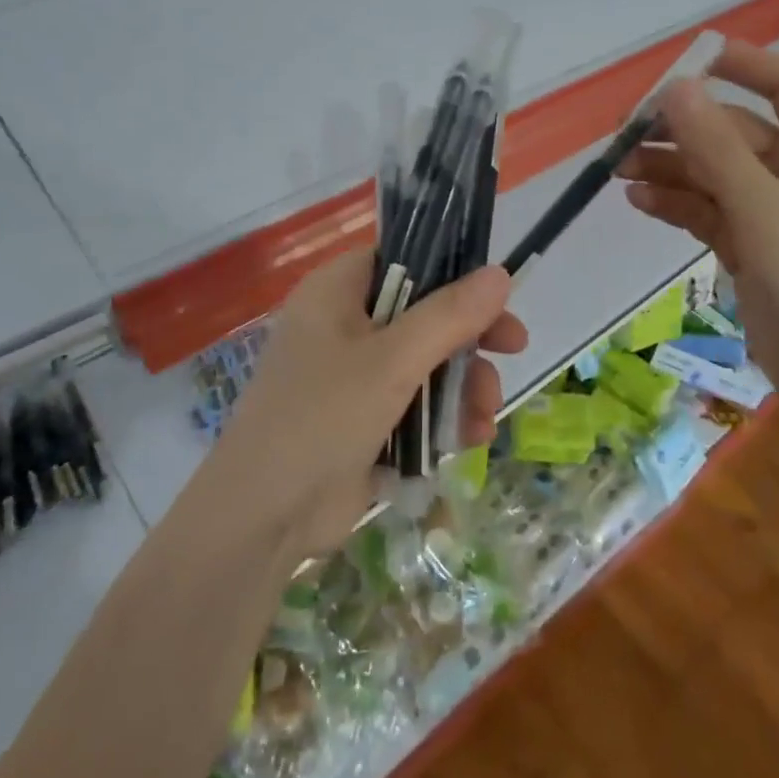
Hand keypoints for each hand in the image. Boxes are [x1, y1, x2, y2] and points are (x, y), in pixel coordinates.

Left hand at [211, 249, 525, 560]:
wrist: (263, 519)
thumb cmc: (322, 417)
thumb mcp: (392, 361)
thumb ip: (450, 316)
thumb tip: (500, 273)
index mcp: (337, 292)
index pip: (403, 259)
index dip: (452, 270)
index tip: (495, 294)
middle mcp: (343, 325)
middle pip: (423, 313)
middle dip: (469, 339)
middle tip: (514, 348)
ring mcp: (352, 375)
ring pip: (426, 362)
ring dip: (464, 386)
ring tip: (484, 418)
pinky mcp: (362, 420)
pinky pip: (414, 403)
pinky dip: (443, 417)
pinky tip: (470, 440)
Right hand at [619, 42, 778, 396]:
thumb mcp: (764, 207)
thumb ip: (715, 147)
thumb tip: (675, 89)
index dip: (745, 65)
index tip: (690, 58)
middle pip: (738, 134)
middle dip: (684, 130)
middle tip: (625, 130)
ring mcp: (777, 215)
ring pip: (716, 174)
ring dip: (671, 168)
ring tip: (617, 168)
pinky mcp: (755, 249)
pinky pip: (710, 212)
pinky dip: (677, 204)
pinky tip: (639, 201)